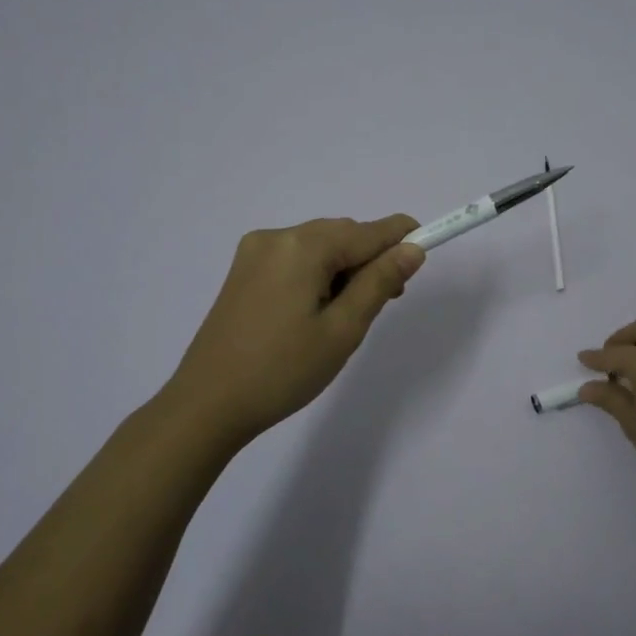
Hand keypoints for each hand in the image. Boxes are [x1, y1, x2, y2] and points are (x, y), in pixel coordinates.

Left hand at [163, 214, 424, 450]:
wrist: (207, 405)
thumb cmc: (283, 370)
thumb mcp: (343, 329)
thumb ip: (380, 282)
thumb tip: (412, 249)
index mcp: (302, 246)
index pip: (367, 231)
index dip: (402, 238)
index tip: (428, 250)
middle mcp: (276, 237)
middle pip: (342, 235)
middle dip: (371, 259)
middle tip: (387, 301)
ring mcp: (254, 253)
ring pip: (319, 247)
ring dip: (344, 269)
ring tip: (351, 313)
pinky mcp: (243, 273)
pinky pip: (295, 259)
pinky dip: (318, 275)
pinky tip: (319, 310)